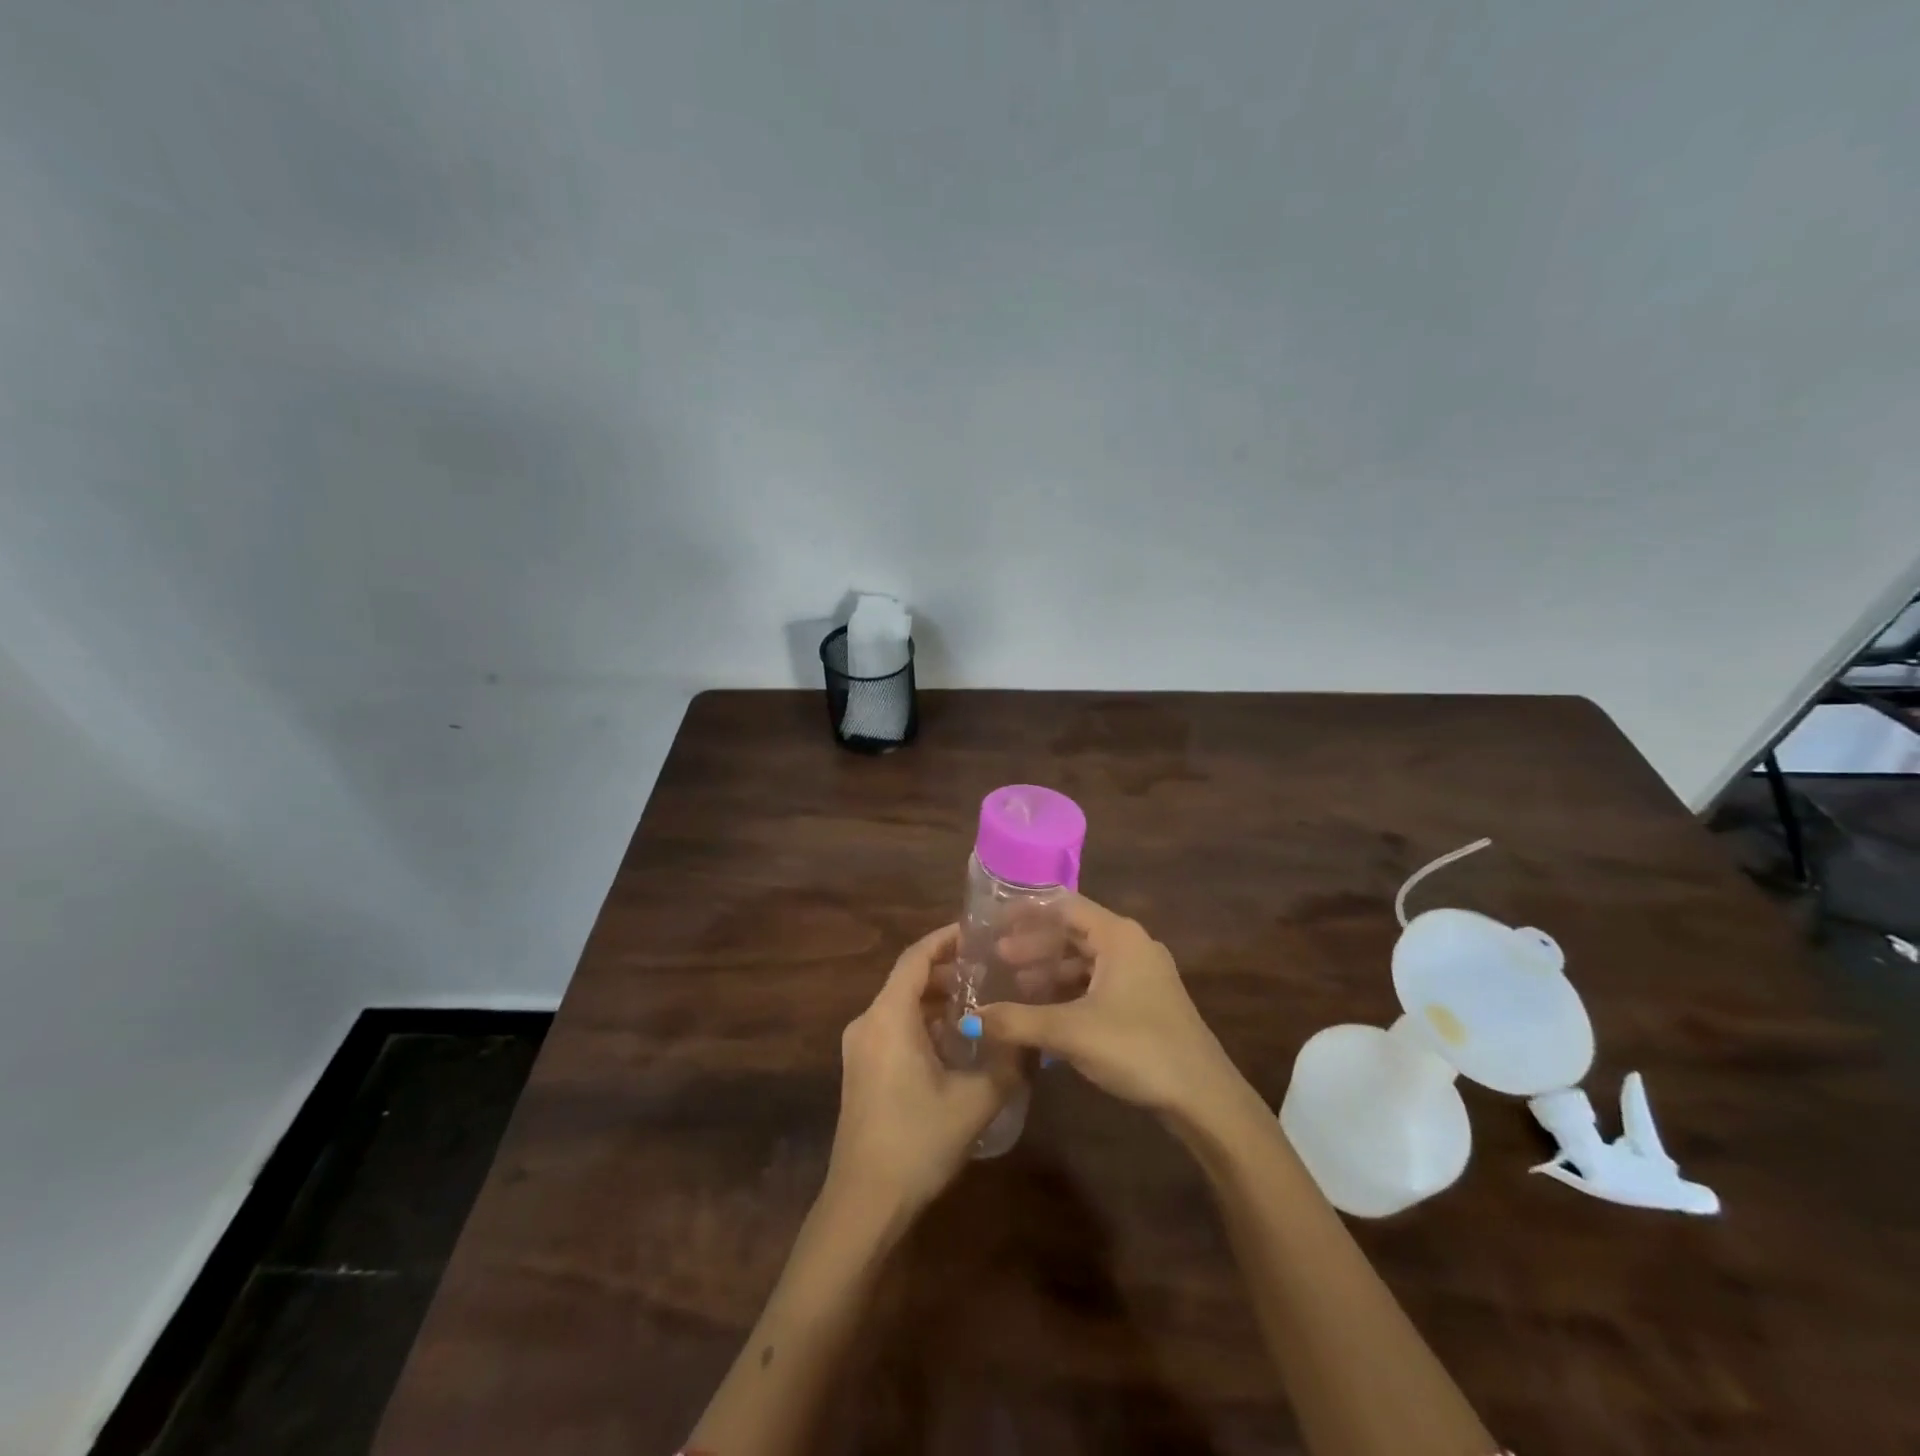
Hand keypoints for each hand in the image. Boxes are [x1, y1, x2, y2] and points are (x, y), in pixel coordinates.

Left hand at [826, 925, 1018, 1218]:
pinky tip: (956, 1040)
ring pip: (901, 1005)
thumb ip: (1009, 1062)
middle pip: (908, 979)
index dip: (946, 939)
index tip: (979, 932)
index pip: (916, 957)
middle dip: (948, 970)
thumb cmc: (917, 1141)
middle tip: (991, 969)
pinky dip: (923, 1021)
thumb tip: (1034, 1037)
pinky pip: (894, 1027)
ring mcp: (860, 1048)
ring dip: (936, 998)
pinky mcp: (861, 1071)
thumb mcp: (975, 1101)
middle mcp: (867, 1022)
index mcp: (888, 1017)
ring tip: (981, 1001)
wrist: (864, 1204)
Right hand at [970, 896, 1239, 1121]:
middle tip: (997, 959)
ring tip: (1016, 987)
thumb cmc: (1137, 1048)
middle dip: (1035, 945)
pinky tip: (1048, 1013)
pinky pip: (1100, 983)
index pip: (1064, 906)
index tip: (994, 922)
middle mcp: (1133, 945)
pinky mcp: (1147, 1002)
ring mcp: (1143, 975)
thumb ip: (1017, 1021)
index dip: (1027, 913)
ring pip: (1087, 961)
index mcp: (1119, 936)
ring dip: (1051, 970)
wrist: (1204, 1098)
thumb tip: (968, 1020)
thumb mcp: (1070, 1032)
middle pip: (1074, 932)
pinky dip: (1071, 990)